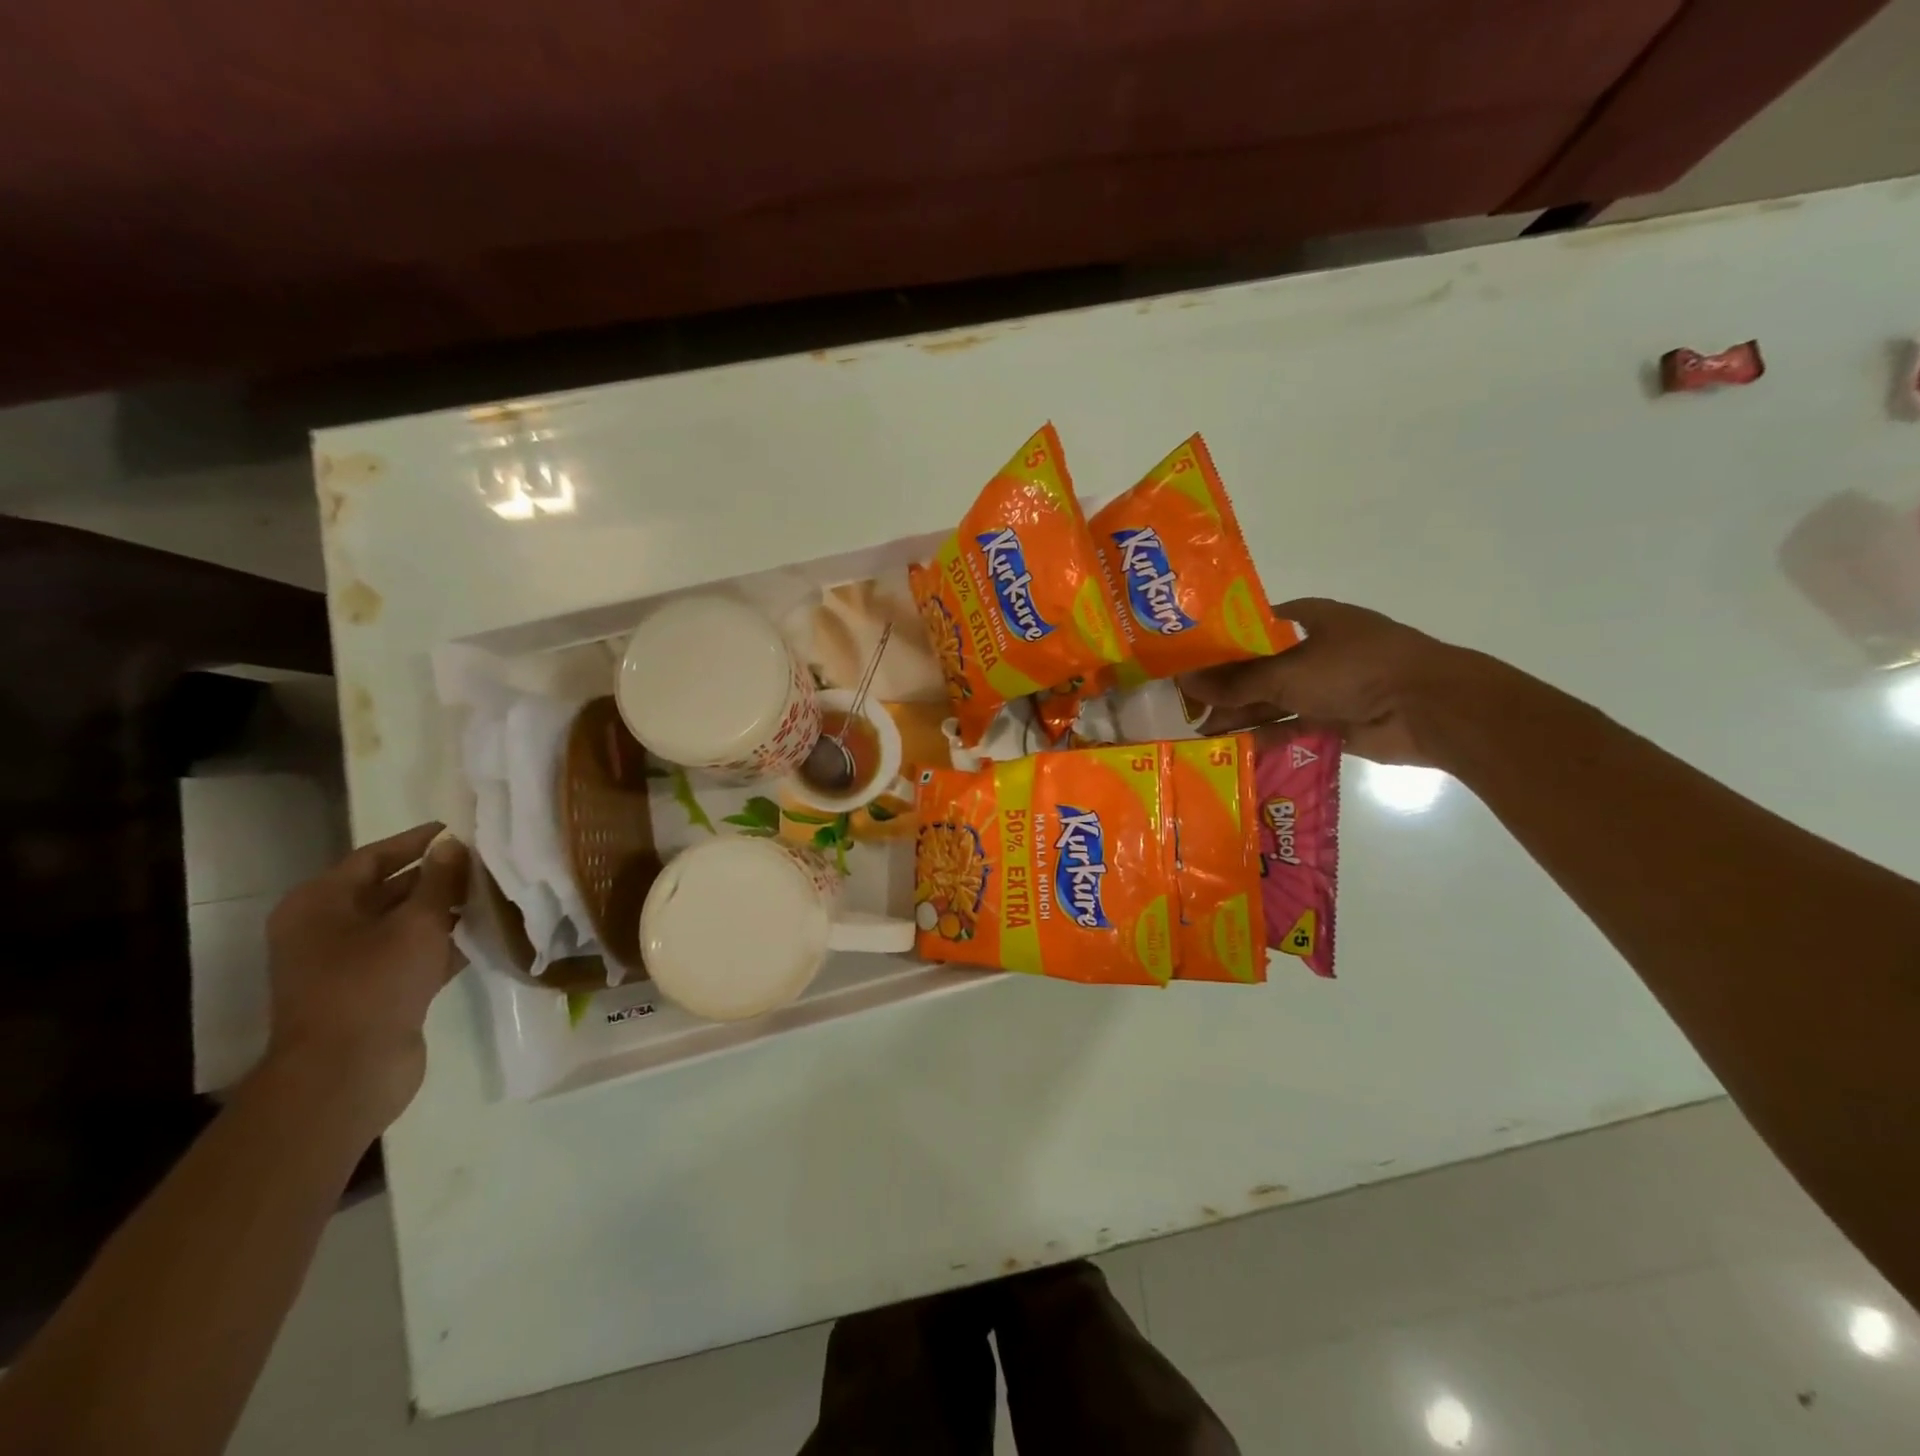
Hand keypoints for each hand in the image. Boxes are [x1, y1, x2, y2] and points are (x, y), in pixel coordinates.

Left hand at [263, 822, 468, 1130]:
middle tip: (485, 860)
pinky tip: (484, 933)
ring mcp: (348, 964)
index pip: (372, 858)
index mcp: (319, 904)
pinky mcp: (373, 991)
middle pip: (387, 889)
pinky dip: (443, 943)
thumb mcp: (415, 923)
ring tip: (493, 892)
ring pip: (403, 924)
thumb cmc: (372, 984)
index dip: (416, 841)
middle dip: (436, 875)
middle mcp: (326, 929)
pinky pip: (412, 954)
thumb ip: (439, 880)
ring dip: (444, 910)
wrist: (346, 1072)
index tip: (458, 829)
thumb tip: (453, 844)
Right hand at [1179, 599, 1465, 764]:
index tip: (1187, 660)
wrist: (1429, 708)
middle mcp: (1315, 650)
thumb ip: (1236, 683)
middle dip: (1225, 687)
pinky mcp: (1333, 721)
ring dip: (1240, 715)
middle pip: (1259, 668)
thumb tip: (1186, 684)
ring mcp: (1326, 687)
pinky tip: (1232, 747)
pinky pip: (1289, 727)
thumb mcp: (1287, 672)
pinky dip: (1264, 736)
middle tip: (1184, 704)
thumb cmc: (1356, 669)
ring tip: (1199, 732)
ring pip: (1272, 701)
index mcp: (1309, 620)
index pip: (1254, 626)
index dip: (1221, 642)